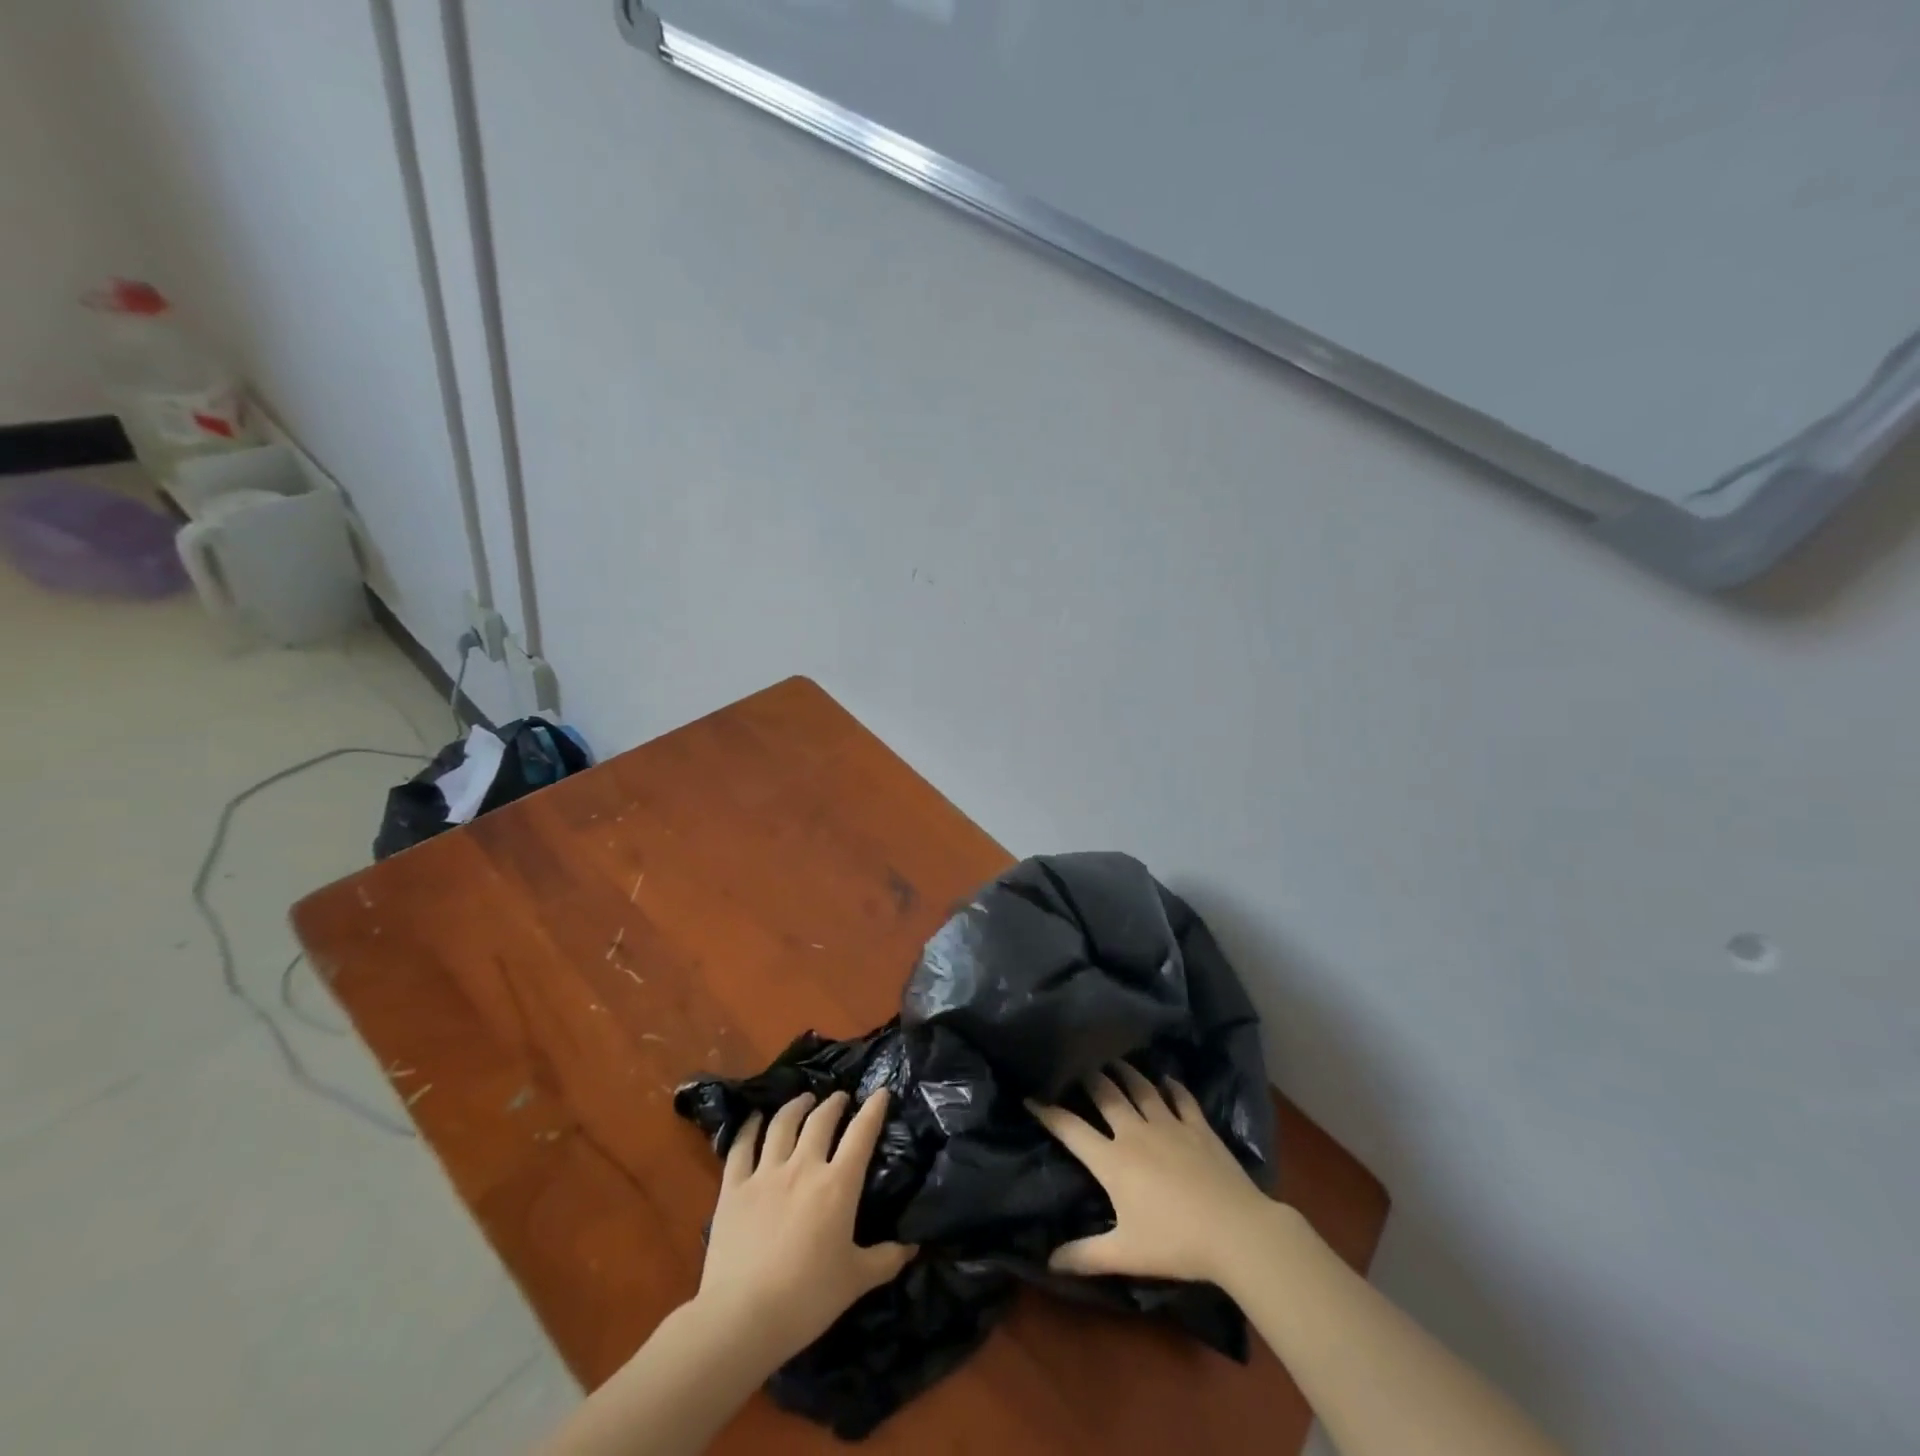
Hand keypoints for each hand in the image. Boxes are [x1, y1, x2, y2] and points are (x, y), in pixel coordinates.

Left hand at [695, 1089, 915, 1364]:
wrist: (742, 1317)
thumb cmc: (807, 1299)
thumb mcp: (855, 1282)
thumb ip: (885, 1260)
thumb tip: (914, 1247)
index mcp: (837, 1185)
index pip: (861, 1134)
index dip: (873, 1110)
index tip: (880, 1092)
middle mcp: (803, 1167)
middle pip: (820, 1120)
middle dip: (834, 1104)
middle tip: (840, 1098)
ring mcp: (765, 1173)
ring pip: (782, 1124)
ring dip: (796, 1106)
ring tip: (804, 1098)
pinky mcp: (734, 1187)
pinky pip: (741, 1147)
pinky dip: (749, 1127)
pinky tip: (754, 1118)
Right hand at [1028, 1064, 1276, 1284]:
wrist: (1235, 1230)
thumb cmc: (1175, 1242)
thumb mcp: (1125, 1254)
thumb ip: (1085, 1256)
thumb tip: (1049, 1262)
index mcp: (1112, 1160)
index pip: (1070, 1128)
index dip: (1047, 1111)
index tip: (1029, 1095)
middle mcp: (1135, 1131)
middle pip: (1105, 1093)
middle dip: (1087, 1076)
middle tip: (1075, 1062)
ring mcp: (1169, 1124)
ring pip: (1140, 1087)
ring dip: (1124, 1071)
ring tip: (1113, 1059)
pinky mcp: (1198, 1126)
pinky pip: (1181, 1097)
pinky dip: (1172, 1085)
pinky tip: (1167, 1079)